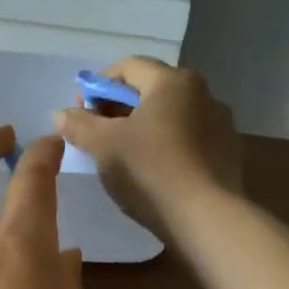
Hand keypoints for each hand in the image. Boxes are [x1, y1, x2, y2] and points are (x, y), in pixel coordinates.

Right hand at [54, 57, 242, 243]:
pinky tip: (152, 172)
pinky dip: (165, 146)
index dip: (98, 86)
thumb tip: (60, 114)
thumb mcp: (103, 145)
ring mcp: (221, 125)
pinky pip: (188, 139)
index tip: (81, 112)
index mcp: (173, 81)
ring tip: (122, 156)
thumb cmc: (150, 170)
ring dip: (142, 127)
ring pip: (170, 116)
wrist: (208, 221)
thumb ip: (78, 124)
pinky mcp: (228, 155)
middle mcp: (203, 94)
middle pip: (150, 90)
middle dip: (118, 108)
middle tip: (96, 134)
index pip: (128, 67)